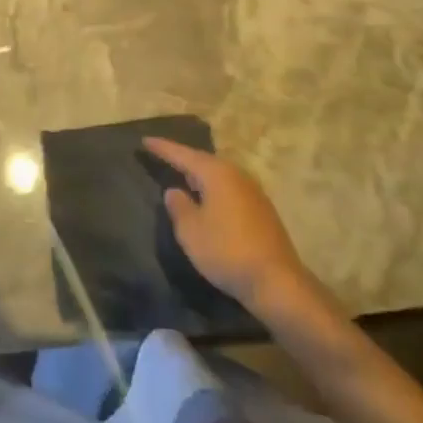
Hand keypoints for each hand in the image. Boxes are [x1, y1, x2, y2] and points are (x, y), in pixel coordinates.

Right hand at [143, 137, 315, 313]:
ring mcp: (253, 192)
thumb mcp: (191, 231)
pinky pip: (230, 190)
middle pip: (204, 161)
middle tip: (163, 157)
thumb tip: (174, 191)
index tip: (145, 140)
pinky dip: (214, 190)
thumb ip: (178, 206)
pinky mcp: (262, 211)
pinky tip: (208, 201)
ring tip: (183, 177)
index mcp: (216, 173)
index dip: (163, 148)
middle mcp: (236, 175)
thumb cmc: (226, 250)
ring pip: (219, 176)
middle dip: (183, 160)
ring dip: (200, 176)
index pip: (183, 154)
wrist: (276, 281)